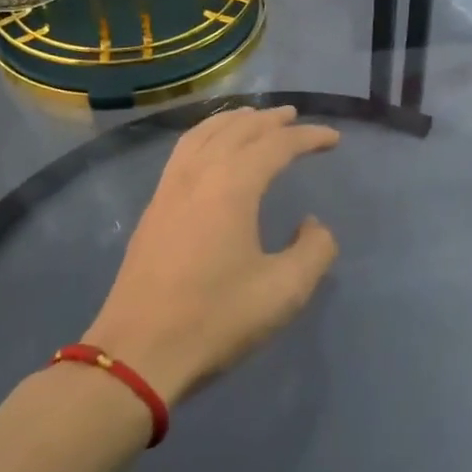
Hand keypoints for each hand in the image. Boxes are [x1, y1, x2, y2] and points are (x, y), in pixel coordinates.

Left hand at [85, 106, 339, 404]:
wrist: (137, 354)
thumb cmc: (215, 319)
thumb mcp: (284, 290)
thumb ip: (314, 249)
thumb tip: (312, 224)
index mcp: (232, 185)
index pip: (276, 144)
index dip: (309, 137)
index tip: (334, 139)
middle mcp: (199, 174)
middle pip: (238, 129)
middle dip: (270, 119)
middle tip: (296, 117)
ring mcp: (170, 189)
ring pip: (204, 134)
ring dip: (234, 121)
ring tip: (254, 118)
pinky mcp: (153, 208)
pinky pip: (184, 151)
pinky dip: (206, 135)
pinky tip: (211, 150)